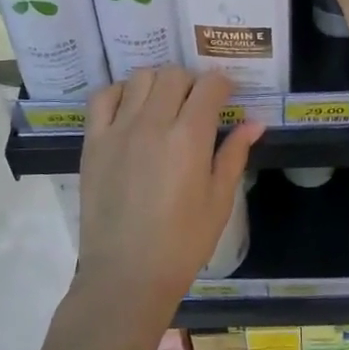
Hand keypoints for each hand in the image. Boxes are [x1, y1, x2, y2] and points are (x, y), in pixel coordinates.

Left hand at [76, 68, 263, 312]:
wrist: (126, 274)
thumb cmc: (182, 243)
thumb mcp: (219, 201)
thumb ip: (234, 155)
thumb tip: (255, 122)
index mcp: (190, 138)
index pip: (210, 86)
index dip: (223, 85)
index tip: (227, 96)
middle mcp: (153, 123)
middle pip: (174, 74)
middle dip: (192, 82)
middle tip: (196, 105)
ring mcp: (118, 129)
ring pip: (140, 78)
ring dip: (158, 83)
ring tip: (164, 105)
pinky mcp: (93, 141)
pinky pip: (102, 97)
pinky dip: (119, 92)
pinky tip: (129, 109)